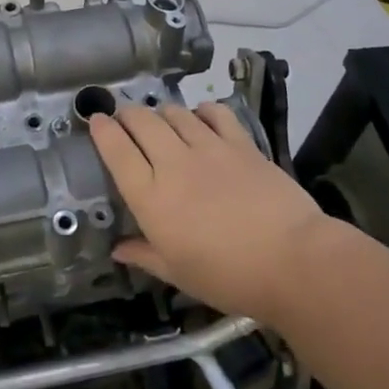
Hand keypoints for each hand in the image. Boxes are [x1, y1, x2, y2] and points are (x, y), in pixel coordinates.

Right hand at [90, 103, 333, 329]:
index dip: (101, 129)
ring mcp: (208, 147)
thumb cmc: (228, 277)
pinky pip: (214, 112)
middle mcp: (173, 163)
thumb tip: (117, 248)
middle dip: (126, 114)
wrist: (293, 261)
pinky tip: (201, 119)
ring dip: (161, 113)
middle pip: (140, 121)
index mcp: (151, 197)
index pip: (116, 150)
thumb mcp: (178, 274)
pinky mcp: (240, 142)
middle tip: (124, 119)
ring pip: (173, 112)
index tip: (95, 120)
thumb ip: (144, 255)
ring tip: (161, 122)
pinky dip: (201, 111)